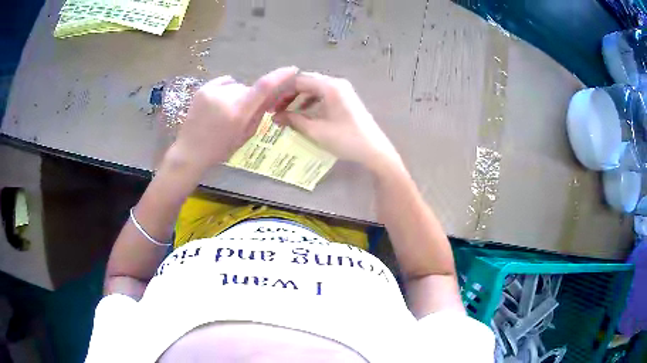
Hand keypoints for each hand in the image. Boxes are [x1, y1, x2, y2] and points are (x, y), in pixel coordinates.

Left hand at [171, 66, 298, 172]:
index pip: (263, 87)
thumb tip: (274, 95)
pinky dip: (227, 89)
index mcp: (238, 112)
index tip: (292, 70)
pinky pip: (225, 82)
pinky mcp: (203, 88)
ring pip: (237, 86)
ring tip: (225, 111)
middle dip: (251, 98)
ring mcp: (212, 91)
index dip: (280, 76)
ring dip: (237, 95)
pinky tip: (219, 103)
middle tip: (243, 113)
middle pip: (249, 89)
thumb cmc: (220, 149)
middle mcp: (226, 97)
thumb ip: (260, 113)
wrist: (190, 151)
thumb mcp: (245, 135)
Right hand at [273, 72, 401, 172]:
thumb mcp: (316, 131)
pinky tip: (304, 112)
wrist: (375, 150)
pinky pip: (323, 94)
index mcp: (329, 86)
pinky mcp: (345, 98)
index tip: (269, 104)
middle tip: (275, 108)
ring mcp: (342, 90)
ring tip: (286, 111)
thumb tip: (275, 117)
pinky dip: (310, 101)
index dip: (281, 92)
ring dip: (298, 98)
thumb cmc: (346, 139)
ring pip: (314, 87)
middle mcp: (336, 83)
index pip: (298, 80)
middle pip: (306, 82)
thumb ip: (293, 120)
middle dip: (288, 94)